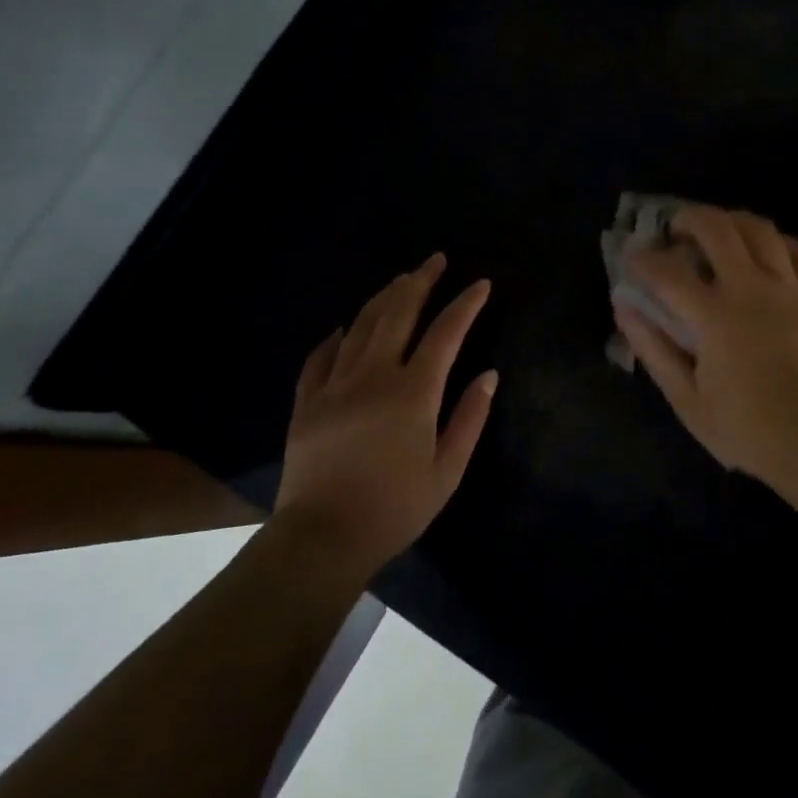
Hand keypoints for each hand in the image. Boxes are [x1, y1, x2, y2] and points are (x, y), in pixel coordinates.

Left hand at [277, 254, 496, 576]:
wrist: (323, 538)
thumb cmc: (395, 508)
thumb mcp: (447, 470)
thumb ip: (470, 418)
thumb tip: (489, 375)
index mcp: (414, 392)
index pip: (446, 333)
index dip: (466, 304)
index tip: (480, 283)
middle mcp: (374, 376)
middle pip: (398, 314)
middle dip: (420, 282)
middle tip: (434, 259)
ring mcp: (335, 385)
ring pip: (359, 327)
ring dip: (382, 298)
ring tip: (399, 280)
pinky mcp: (307, 402)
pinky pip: (320, 358)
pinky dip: (334, 338)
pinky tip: (341, 328)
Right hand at [614, 206, 797, 489]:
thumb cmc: (747, 428)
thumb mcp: (686, 399)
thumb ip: (653, 349)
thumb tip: (625, 308)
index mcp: (714, 316)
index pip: (667, 271)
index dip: (642, 259)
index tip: (631, 259)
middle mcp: (751, 289)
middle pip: (717, 229)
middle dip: (689, 219)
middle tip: (676, 232)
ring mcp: (790, 290)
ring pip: (761, 230)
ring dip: (732, 221)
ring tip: (720, 233)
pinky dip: (778, 242)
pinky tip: (769, 251)